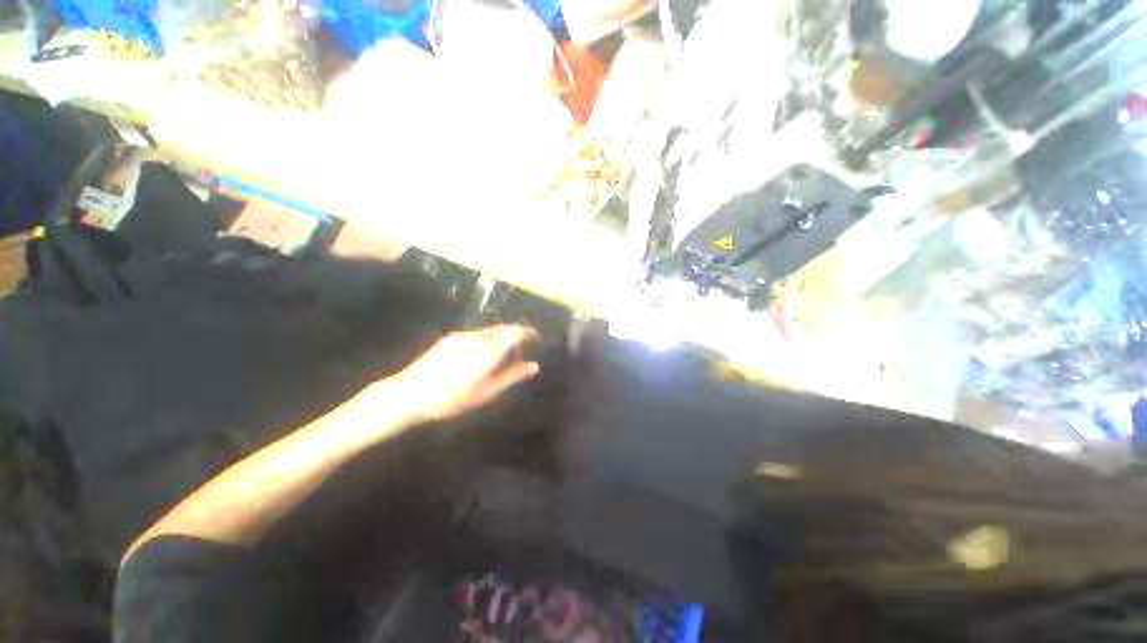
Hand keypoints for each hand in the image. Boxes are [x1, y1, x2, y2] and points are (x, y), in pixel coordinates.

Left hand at [391, 325, 540, 423]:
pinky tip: (480, 357)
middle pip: (504, 328)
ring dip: (501, 338)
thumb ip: (512, 376)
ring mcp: (461, 336)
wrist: (408, 394)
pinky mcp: (450, 338)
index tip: (537, 339)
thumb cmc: (452, 398)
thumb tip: (534, 366)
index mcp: (489, 349)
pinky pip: (477, 334)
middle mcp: (477, 337)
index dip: (529, 333)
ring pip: (490, 331)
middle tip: (520, 353)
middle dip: (515, 336)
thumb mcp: (487, 392)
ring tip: (500, 358)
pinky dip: (487, 340)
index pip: (516, 331)